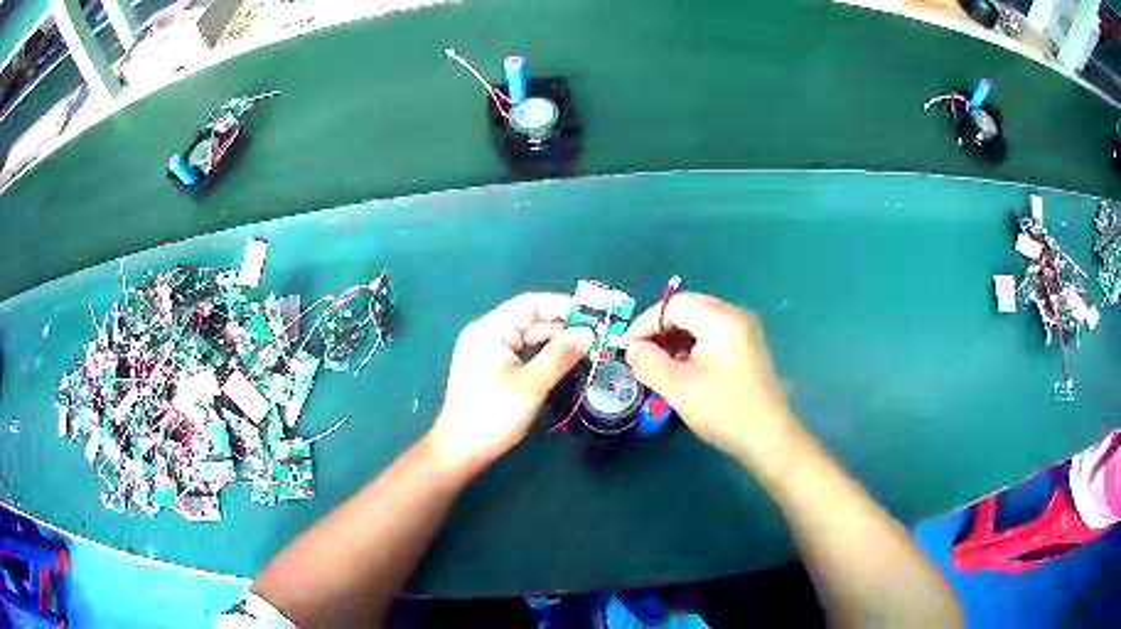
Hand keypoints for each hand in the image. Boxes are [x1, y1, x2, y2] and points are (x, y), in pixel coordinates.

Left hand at [428, 293, 593, 473]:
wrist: (460, 451)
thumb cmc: (492, 416)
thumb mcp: (531, 385)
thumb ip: (560, 355)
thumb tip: (588, 332)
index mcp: (488, 330)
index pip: (529, 304)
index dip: (561, 305)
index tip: (592, 313)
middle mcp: (485, 334)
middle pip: (528, 319)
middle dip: (561, 325)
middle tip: (596, 334)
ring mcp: (486, 351)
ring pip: (526, 336)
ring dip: (554, 340)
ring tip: (586, 347)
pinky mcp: (490, 367)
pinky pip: (520, 351)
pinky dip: (541, 354)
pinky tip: (563, 360)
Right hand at [624, 292, 792, 458]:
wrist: (768, 438)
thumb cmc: (723, 410)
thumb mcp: (678, 388)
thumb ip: (648, 363)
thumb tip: (632, 348)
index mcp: (720, 319)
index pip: (674, 305)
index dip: (645, 323)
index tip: (626, 348)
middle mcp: (735, 316)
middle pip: (688, 308)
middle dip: (659, 329)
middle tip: (639, 355)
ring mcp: (745, 331)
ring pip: (700, 322)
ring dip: (675, 338)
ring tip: (657, 365)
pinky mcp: (748, 347)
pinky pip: (713, 335)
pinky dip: (692, 346)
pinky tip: (682, 369)